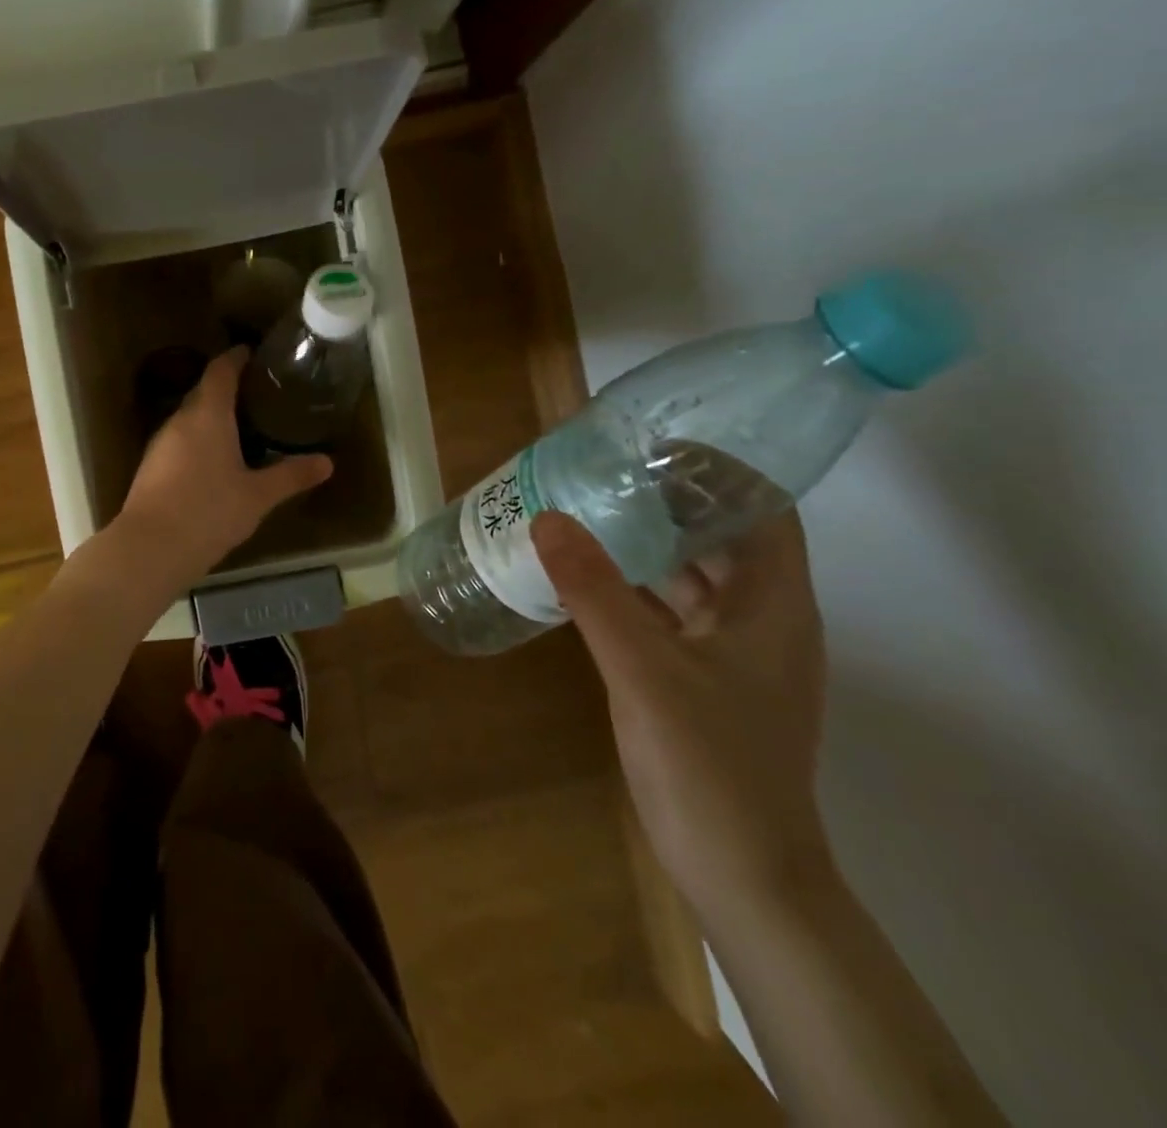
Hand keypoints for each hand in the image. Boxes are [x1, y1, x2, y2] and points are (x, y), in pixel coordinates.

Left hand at [116, 347, 332, 582]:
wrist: (149, 548)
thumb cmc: (209, 512)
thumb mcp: (257, 496)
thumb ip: (291, 476)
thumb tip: (328, 462)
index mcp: (207, 415)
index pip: (221, 370)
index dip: (237, 358)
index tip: (253, 353)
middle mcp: (180, 421)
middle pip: (203, 392)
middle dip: (228, 388)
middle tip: (258, 393)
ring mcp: (160, 444)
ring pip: (189, 418)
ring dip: (212, 417)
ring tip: (242, 426)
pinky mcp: (150, 467)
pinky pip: (179, 441)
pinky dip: (199, 440)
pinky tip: (215, 461)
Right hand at [530, 509, 833, 919]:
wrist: (742, 875)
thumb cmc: (710, 766)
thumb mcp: (644, 671)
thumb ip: (594, 592)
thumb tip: (547, 517)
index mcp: (775, 606)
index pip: (765, 511)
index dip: (721, 471)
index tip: (654, 446)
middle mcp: (762, 620)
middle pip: (724, 538)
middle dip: (668, 501)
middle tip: (601, 472)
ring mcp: (732, 653)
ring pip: (693, 577)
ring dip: (646, 544)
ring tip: (584, 511)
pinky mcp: (702, 679)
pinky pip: (668, 613)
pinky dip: (633, 588)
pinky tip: (584, 577)